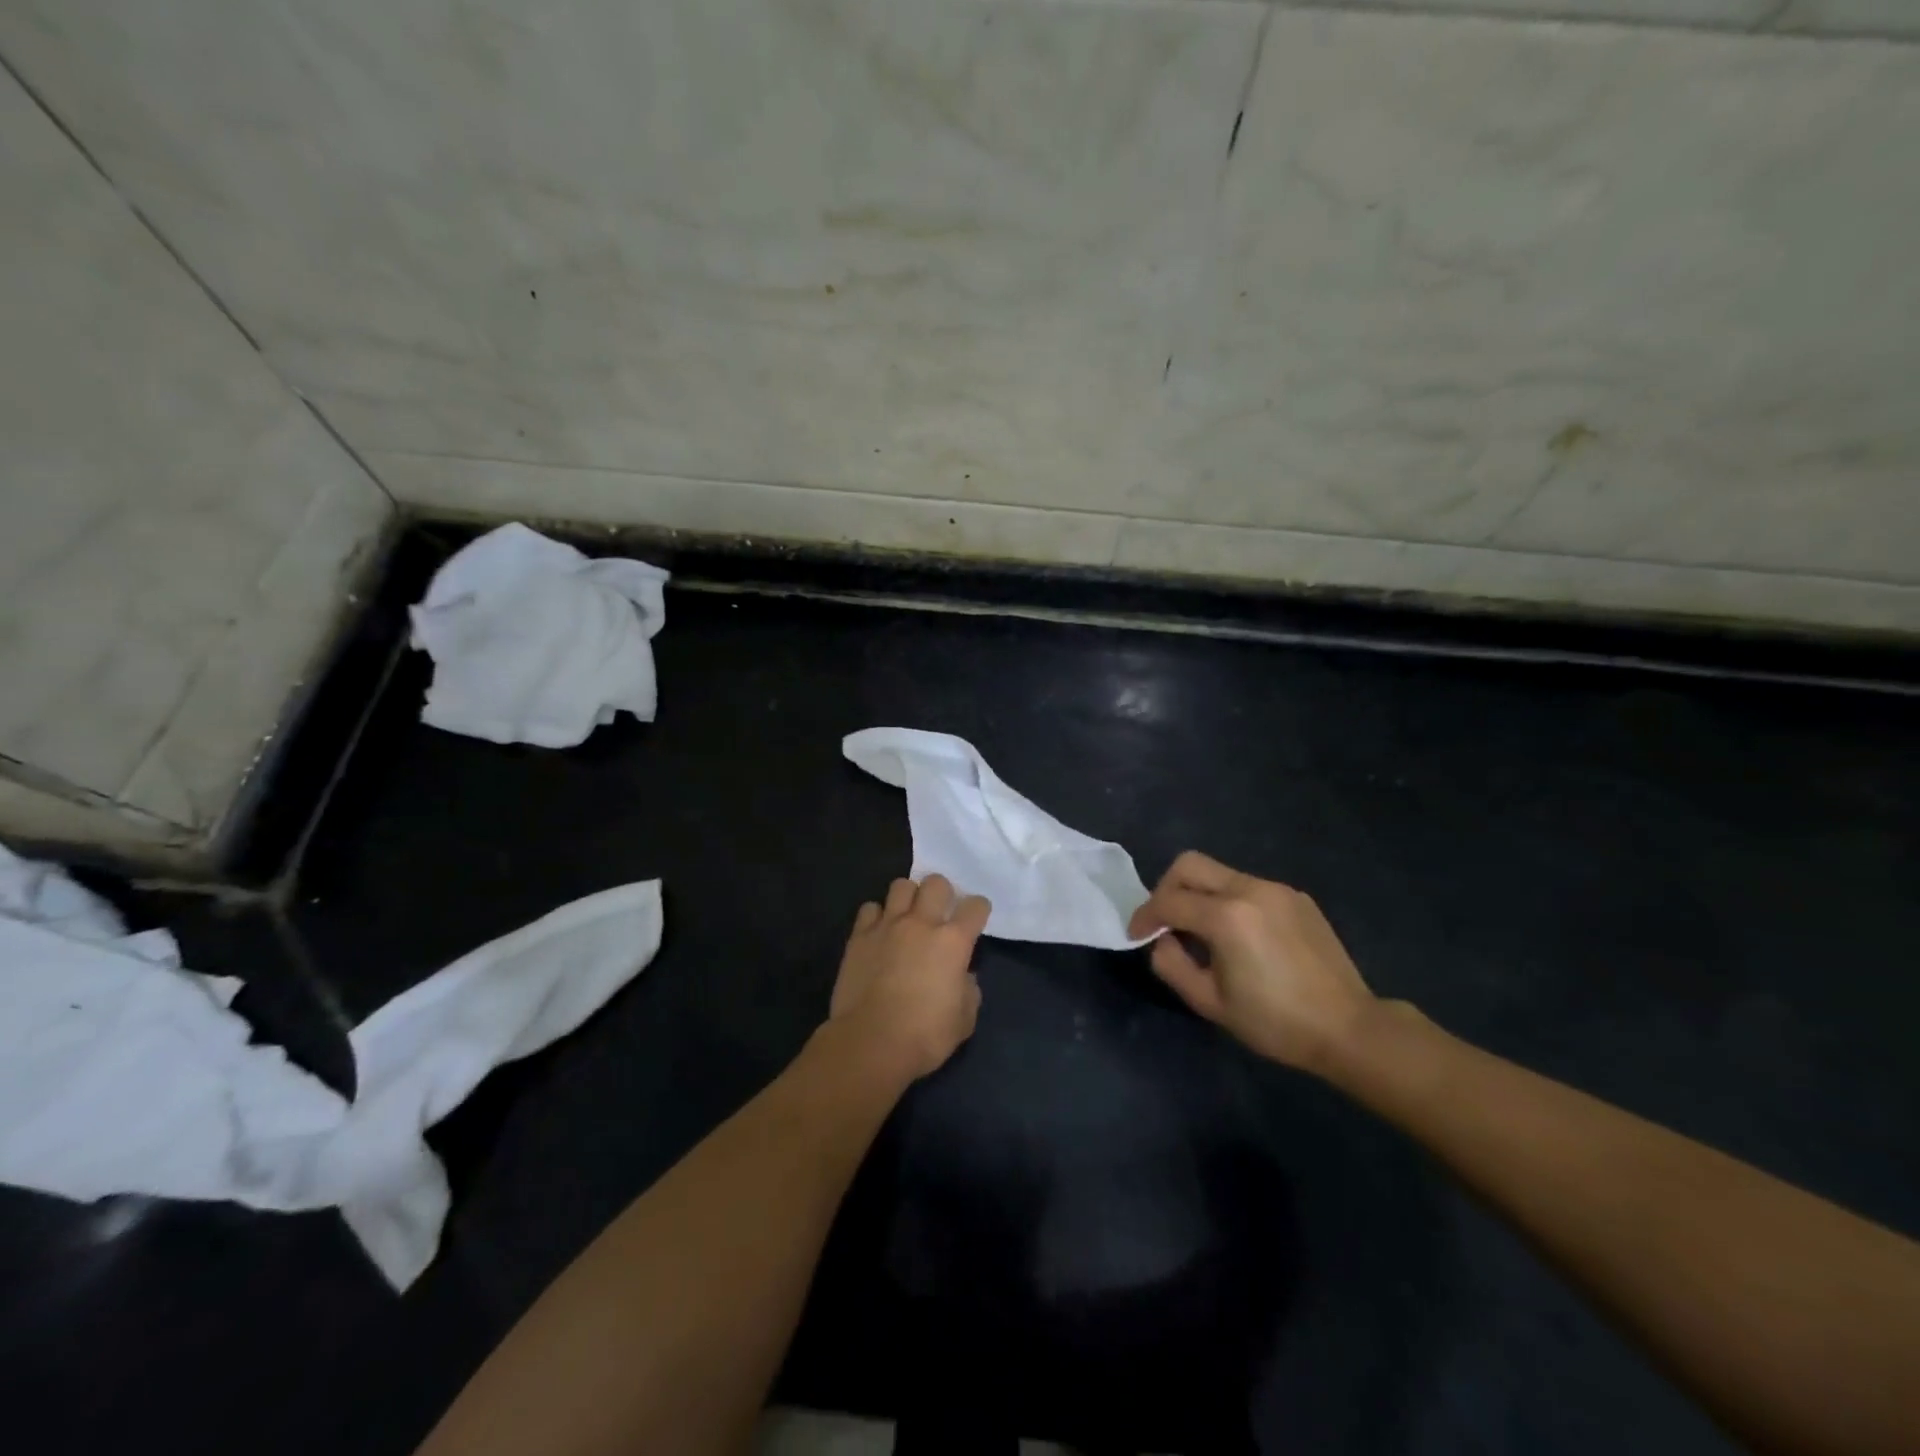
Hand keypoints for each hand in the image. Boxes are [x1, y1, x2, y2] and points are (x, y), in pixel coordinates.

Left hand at [830, 874, 988, 1082]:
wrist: (871, 1043)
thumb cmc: (924, 1036)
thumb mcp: (964, 1020)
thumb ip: (969, 990)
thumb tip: (963, 977)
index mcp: (953, 941)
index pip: (975, 906)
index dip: (978, 909)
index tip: (976, 919)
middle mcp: (922, 923)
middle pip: (936, 882)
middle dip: (942, 892)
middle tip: (939, 912)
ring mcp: (887, 926)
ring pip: (901, 886)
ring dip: (908, 897)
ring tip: (907, 916)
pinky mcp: (859, 936)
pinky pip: (870, 909)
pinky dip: (876, 916)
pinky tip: (878, 932)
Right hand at [1127, 851, 1375, 1073]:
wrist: (1348, 1028)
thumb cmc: (1275, 1022)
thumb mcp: (1210, 1003)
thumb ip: (1172, 964)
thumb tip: (1162, 939)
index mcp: (1226, 916)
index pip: (1168, 900)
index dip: (1144, 916)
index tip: (1136, 935)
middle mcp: (1249, 889)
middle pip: (1189, 865)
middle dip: (1166, 888)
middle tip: (1165, 921)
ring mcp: (1276, 889)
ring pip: (1219, 873)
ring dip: (1199, 894)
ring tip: (1202, 932)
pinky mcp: (1296, 897)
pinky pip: (1248, 886)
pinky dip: (1230, 901)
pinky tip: (1240, 936)